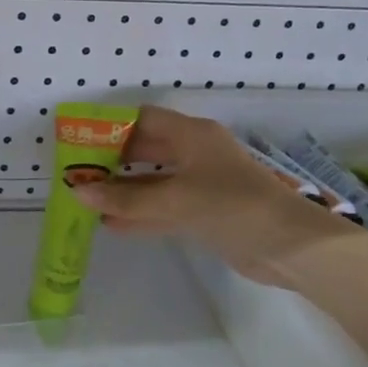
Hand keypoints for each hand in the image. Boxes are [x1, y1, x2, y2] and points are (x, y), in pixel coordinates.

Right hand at [72, 105, 361, 286]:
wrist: (290, 247)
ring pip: (153, 182)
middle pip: (146, 150)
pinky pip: (164, 208)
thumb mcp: (176, 199)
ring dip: (124, 192)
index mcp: (192, 136)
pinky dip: (140, 214)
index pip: (143, 119)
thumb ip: (126, 199)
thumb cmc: (233, 206)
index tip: (79, 140)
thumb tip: (79, 193)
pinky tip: (111, 225)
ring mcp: (201, 184)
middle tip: (77, 174)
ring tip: (87, 200)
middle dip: (112, 161)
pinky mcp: (205, 213)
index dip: (111, 127)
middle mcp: (195, 154)